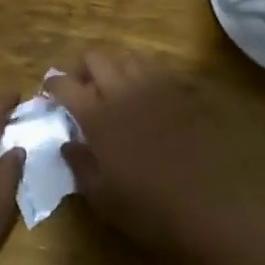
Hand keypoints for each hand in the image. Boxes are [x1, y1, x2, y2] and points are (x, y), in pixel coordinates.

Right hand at [50, 50, 244, 254]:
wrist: (215, 207)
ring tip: (116, 89)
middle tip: (83, 90)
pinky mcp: (184, 93)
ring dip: (116, 67)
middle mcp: (124, 91)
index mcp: (98, 116)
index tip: (50, 92)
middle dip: (83, 68)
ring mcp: (157, 88)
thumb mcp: (104, 198)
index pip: (65, 85)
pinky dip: (146, 76)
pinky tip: (149, 98)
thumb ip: (80, 165)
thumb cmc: (151, 208)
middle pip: (96, 57)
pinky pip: (159, 70)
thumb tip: (67, 144)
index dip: (53, 85)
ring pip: (128, 56)